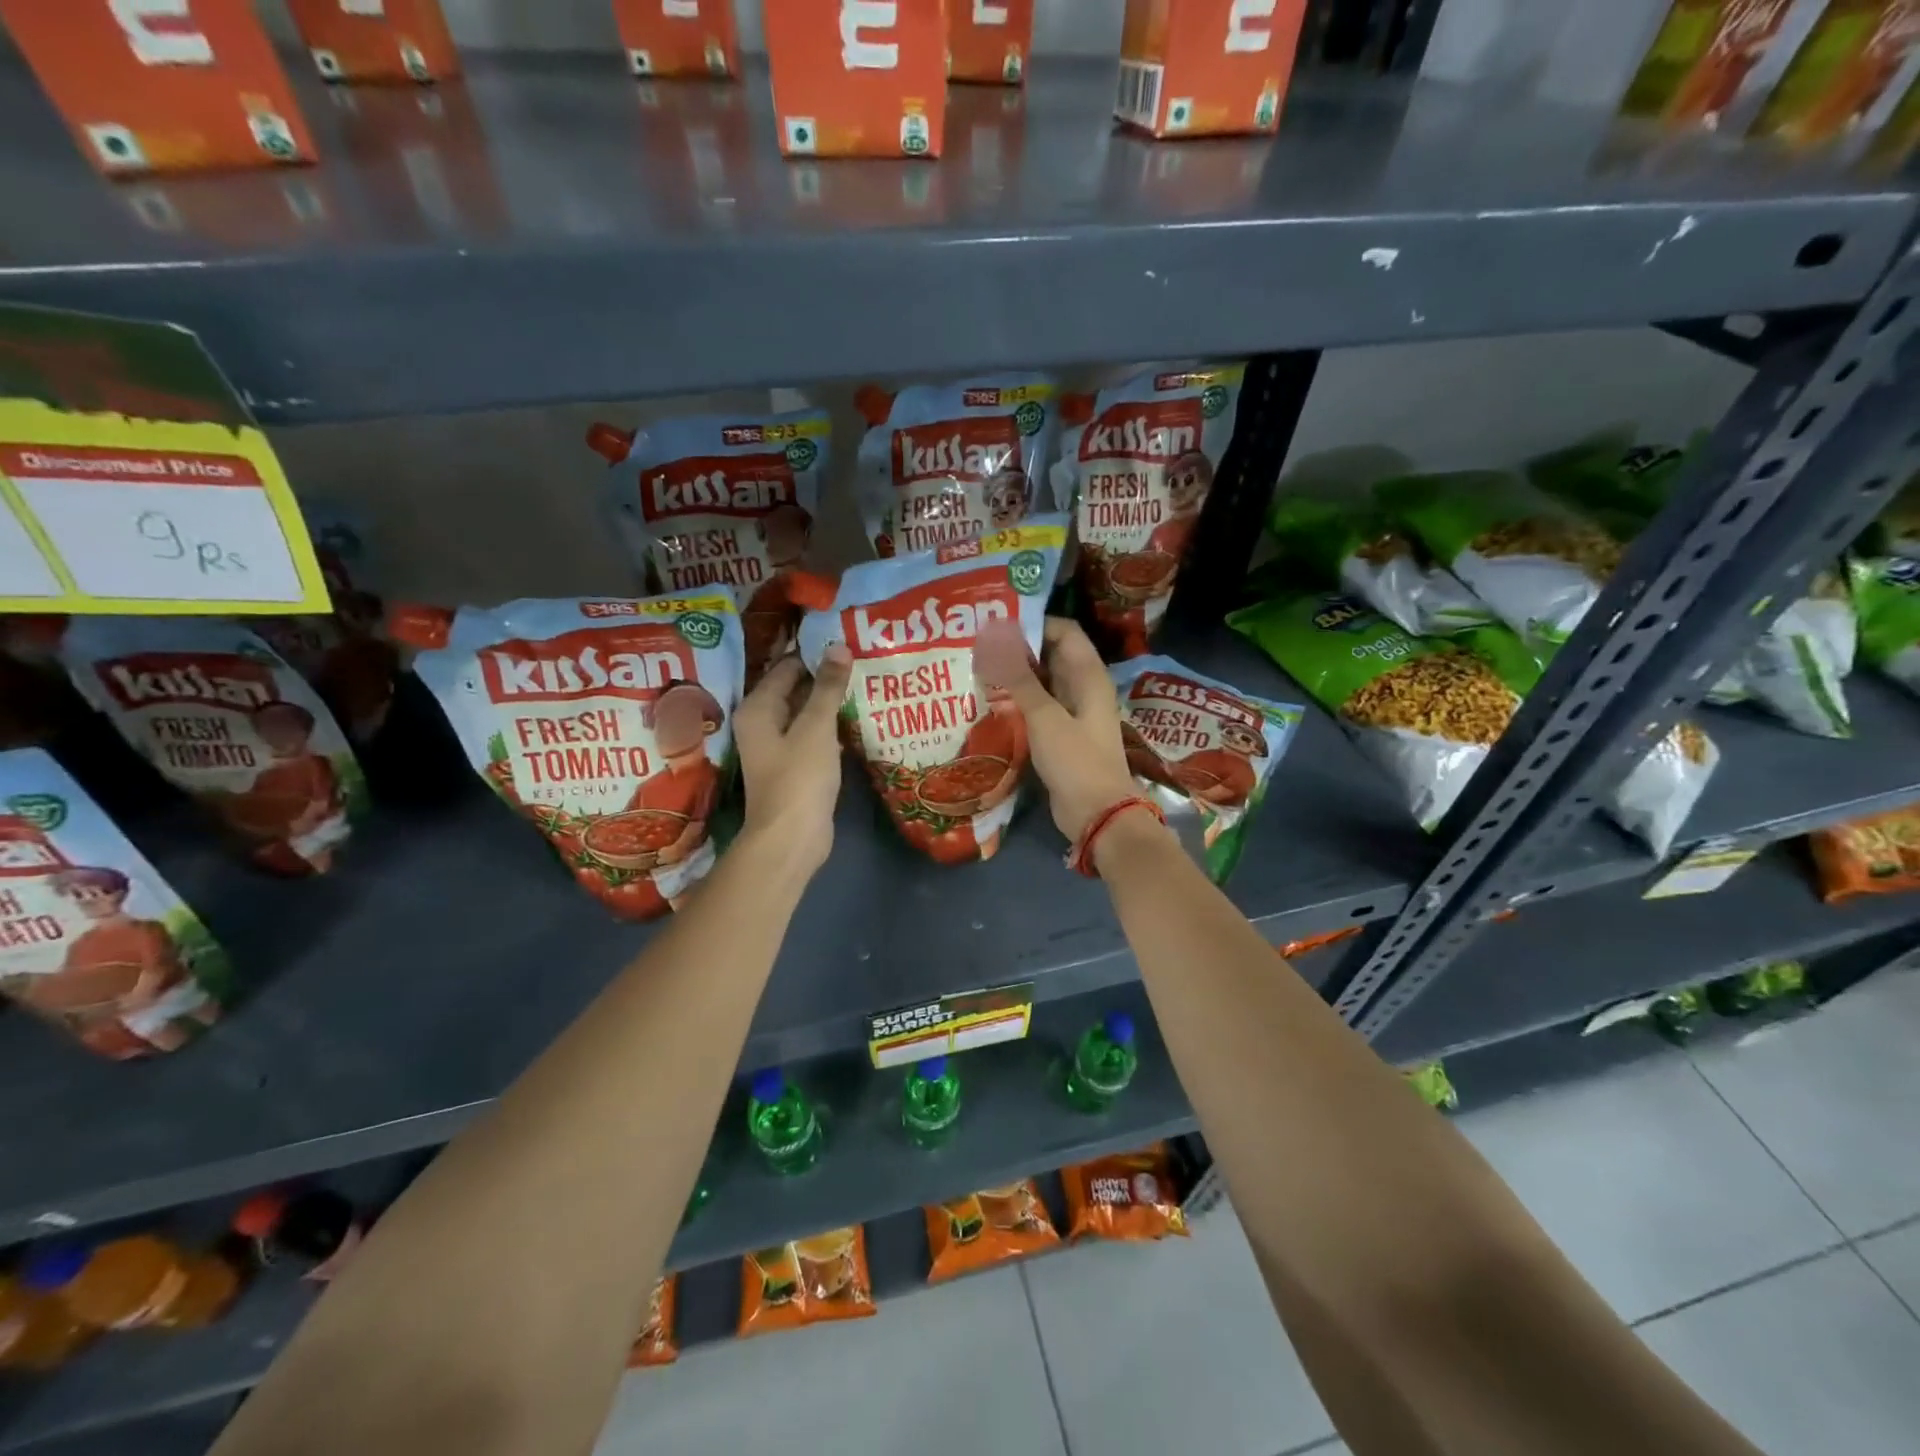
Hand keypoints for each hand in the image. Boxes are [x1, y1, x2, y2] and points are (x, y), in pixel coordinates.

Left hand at [733, 645, 850, 874]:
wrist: (792, 839)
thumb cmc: (799, 779)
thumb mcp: (816, 727)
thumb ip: (827, 687)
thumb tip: (839, 647)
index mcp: (758, 708)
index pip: (786, 667)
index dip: (815, 653)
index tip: (847, 640)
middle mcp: (762, 723)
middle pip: (794, 689)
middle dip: (825, 676)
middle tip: (862, 658)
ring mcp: (778, 747)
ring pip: (806, 714)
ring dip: (830, 702)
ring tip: (865, 681)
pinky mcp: (795, 766)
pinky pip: (814, 736)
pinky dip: (831, 726)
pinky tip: (858, 718)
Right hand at [972, 616, 1144, 845]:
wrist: (1097, 814)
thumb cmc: (1076, 761)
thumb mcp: (1045, 717)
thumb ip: (1020, 680)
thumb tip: (996, 639)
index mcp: (1089, 676)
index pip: (1064, 632)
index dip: (1034, 623)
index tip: (997, 623)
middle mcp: (1082, 689)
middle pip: (1051, 655)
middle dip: (1018, 648)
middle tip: (978, 644)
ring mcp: (1072, 713)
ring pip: (1042, 683)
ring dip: (1015, 676)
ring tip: (977, 668)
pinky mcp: (1060, 735)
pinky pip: (1038, 708)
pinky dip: (1018, 701)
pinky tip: (989, 701)